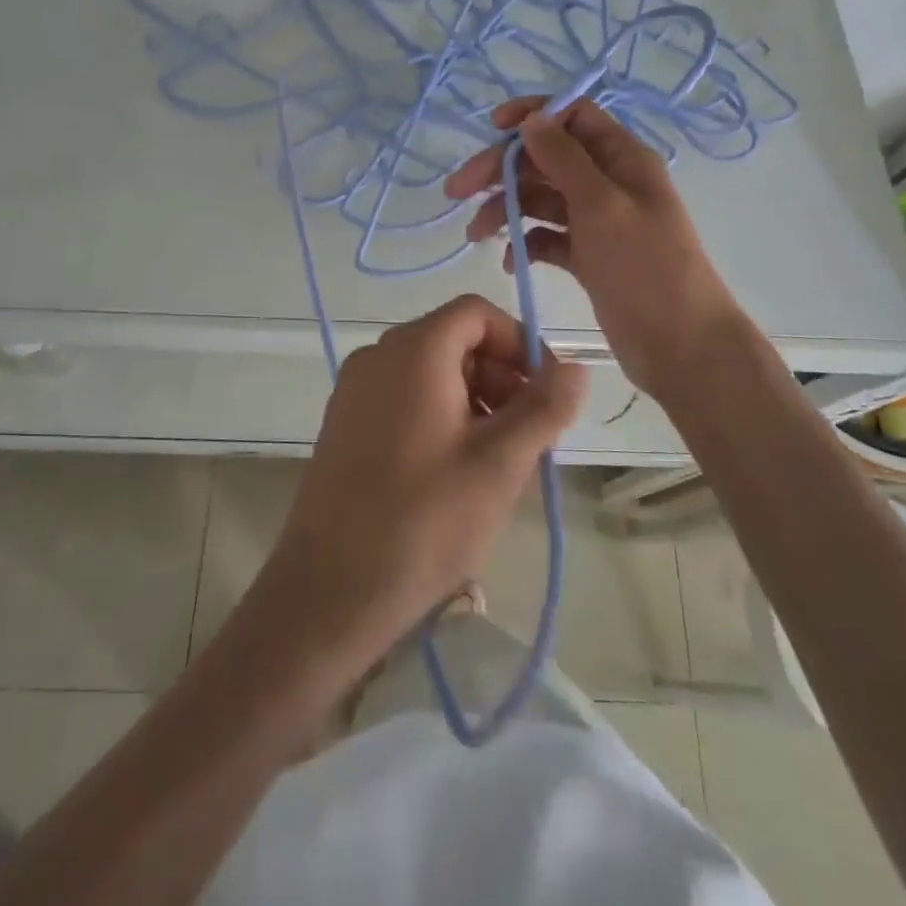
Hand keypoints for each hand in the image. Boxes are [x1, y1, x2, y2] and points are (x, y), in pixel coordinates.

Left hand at [262, 295, 587, 666]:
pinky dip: (441, 415)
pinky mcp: (344, 424)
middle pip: (453, 340)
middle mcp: (377, 356)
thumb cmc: (425, 521)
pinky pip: (404, 398)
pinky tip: (456, 471)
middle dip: (501, 376)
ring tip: (498, 461)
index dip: (519, 342)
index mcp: (413, 351)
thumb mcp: (500, 464)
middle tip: (529, 435)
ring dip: (475, 399)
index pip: (476, 313)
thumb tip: (577, 368)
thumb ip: (544, 408)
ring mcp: (354, 390)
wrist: (329, 592)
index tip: (546, 392)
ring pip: (430, 372)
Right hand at [444, 96, 744, 396]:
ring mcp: (598, 223)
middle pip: (546, 160)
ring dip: (506, 210)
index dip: (533, 116)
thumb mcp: (601, 205)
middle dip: (501, 170)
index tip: (492, 129)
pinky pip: (549, 239)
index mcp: (622, 159)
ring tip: (474, 235)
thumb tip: (532, 119)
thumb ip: (564, 159)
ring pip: (542, 201)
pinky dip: (526, 244)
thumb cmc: (645, 267)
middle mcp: (609, 184)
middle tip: (456, 191)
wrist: (682, 346)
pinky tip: (508, 261)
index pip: (572, 116)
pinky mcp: (589, 259)